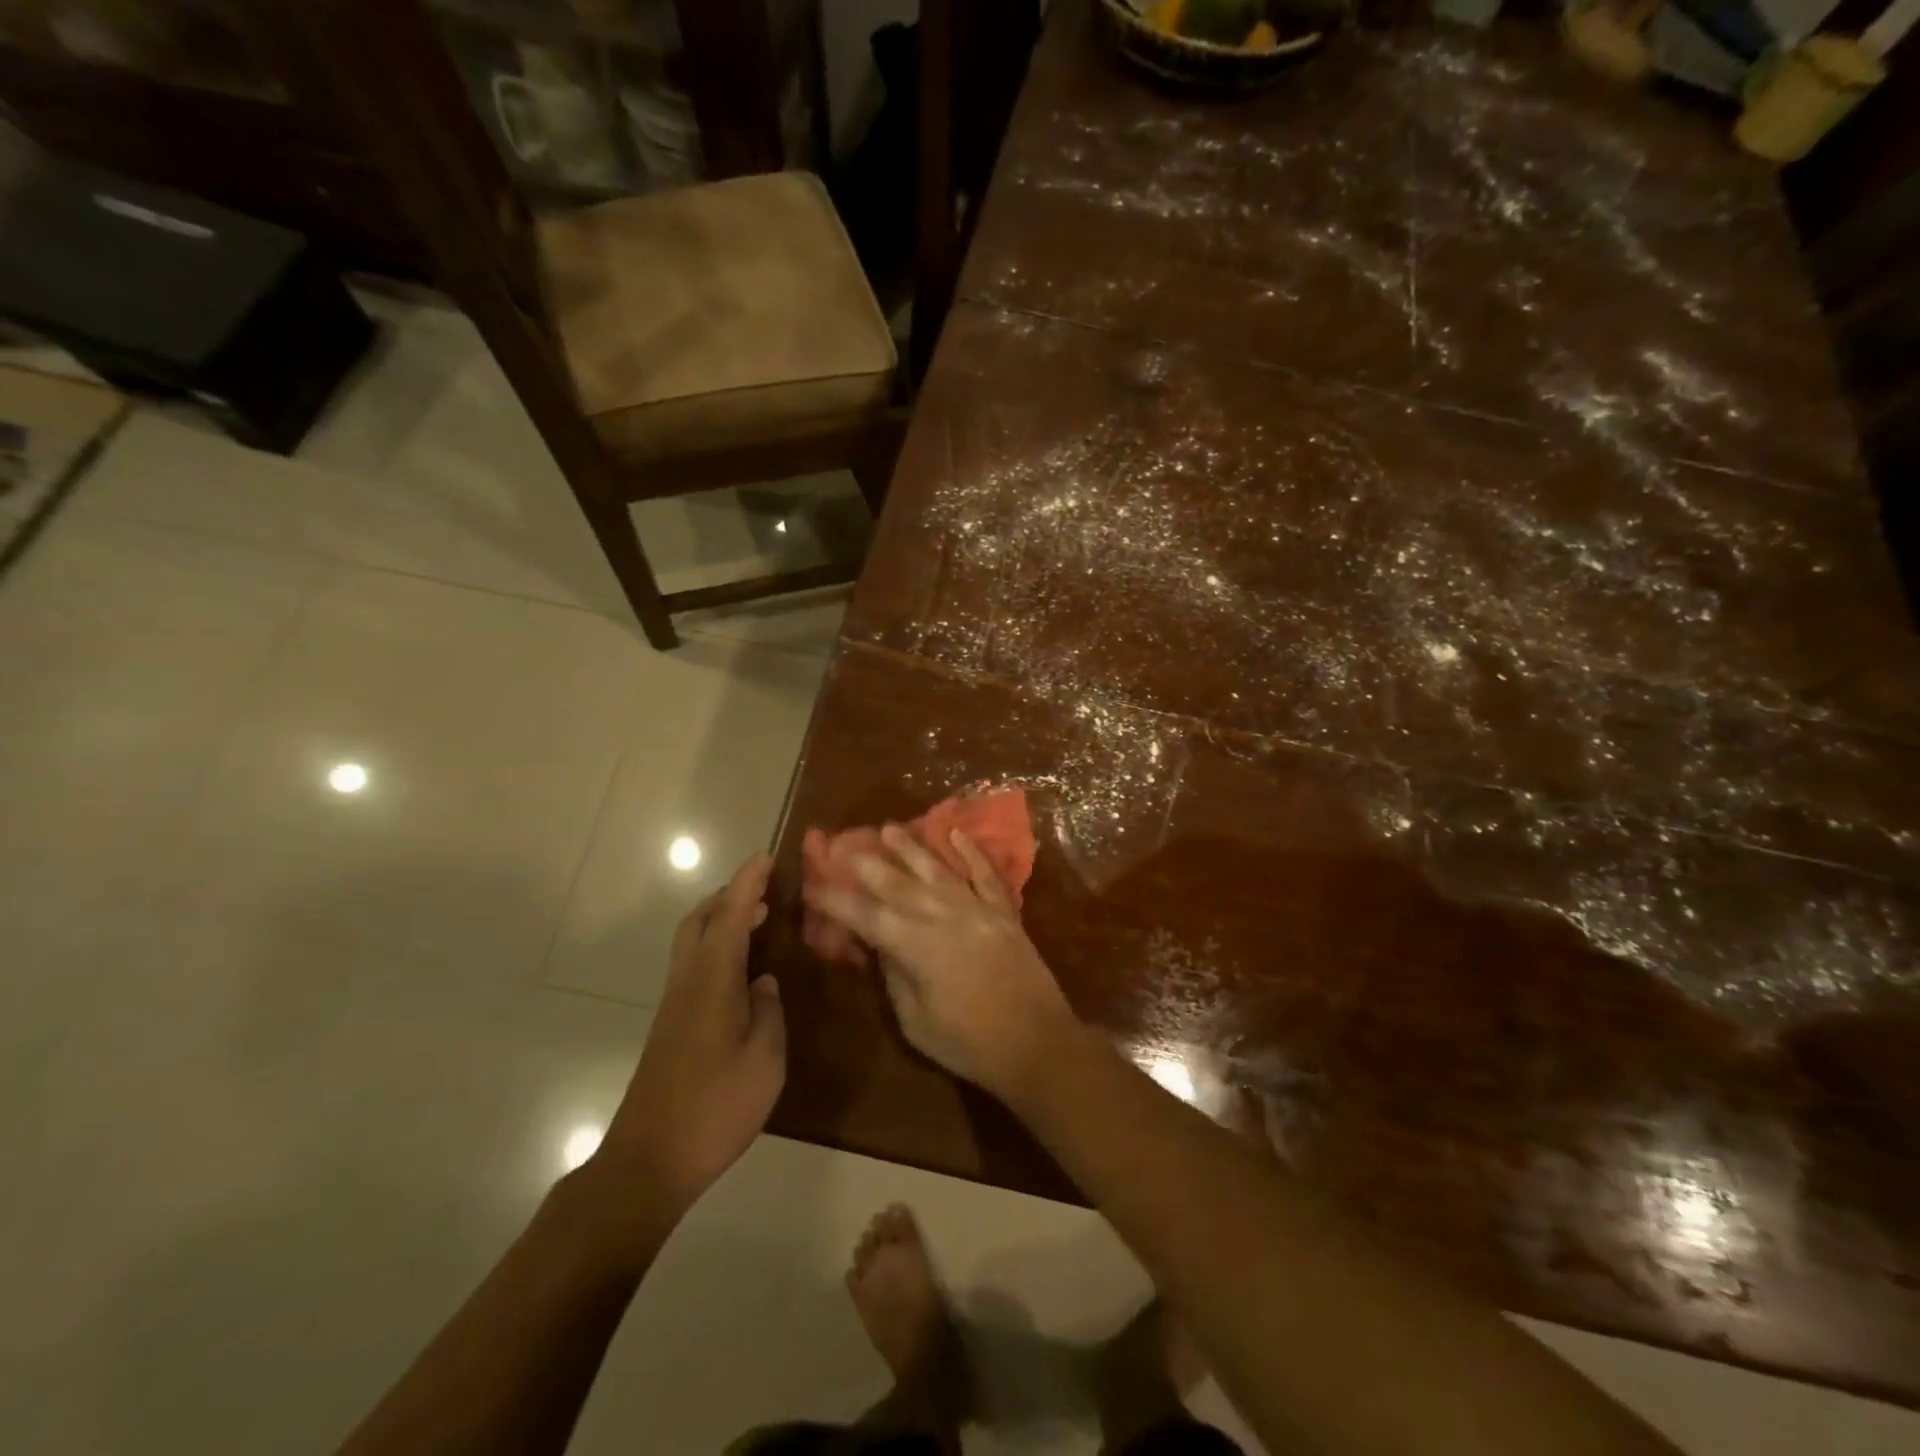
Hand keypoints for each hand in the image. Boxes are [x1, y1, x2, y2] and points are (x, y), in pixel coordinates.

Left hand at [595, 855, 784, 1218]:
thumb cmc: (715, 1107)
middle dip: (728, 895)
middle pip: (698, 920)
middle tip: (764, 888)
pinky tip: (740, 970)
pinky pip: (693, 964)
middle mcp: (687, 982)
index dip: (748, 883)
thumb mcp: (765, 1061)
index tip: (766, 857)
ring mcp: (674, 1004)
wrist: (648, 1161)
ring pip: (691, 941)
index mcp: (712, 981)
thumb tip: (764, 984)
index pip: (730, 916)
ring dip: (720, 919)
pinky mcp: (670, 1025)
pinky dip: (716, 946)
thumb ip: (769, 1013)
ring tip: (757, 920)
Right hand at [803, 825, 1075, 1100]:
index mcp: (916, 947)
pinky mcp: (1005, 911)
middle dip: (867, 863)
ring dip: (911, 847)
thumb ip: (895, 977)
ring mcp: (977, 908)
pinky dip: (970, 851)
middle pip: (898, 883)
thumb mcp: (916, 1023)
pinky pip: (984, 873)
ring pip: (937, 869)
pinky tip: (954, 832)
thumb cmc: (970, 1044)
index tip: (814, 886)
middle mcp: (943, 916)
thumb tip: (880, 946)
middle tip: (843, 844)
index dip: (837, 901)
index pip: (866, 916)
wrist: (1039, 1043)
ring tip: (888, 828)